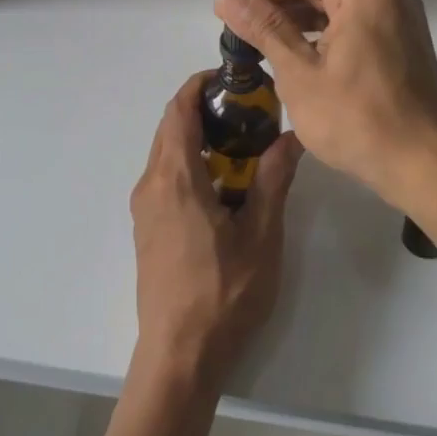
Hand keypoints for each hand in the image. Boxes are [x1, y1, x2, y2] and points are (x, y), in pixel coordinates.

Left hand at [129, 73, 302, 393]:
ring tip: (242, 146)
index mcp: (175, 178)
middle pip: (170, 127)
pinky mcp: (147, 229)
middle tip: (249, 112)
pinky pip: (165, 177)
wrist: (179, 356)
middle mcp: (151, 185)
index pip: (178, 110)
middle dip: (204, 109)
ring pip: (166, 153)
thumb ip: (273, 179)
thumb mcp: (261, 235)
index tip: (233, 79)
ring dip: (198, 138)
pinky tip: (223, 184)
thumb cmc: (223, 294)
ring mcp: (144, 209)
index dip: (200, 85)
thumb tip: (292, 136)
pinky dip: (190, 163)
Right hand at [214, 0, 436, 214]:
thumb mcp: (299, 74)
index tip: (228, 11)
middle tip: (239, 29)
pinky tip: (297, 55)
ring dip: (297, 17)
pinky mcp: (403, 40)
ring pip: (336, 1)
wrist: (425, 168)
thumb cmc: (358, 121)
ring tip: (260, 44)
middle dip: (275, 1)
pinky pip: (354, 21)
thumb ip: (263, 28)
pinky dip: (323, 32)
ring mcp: (399, 16)